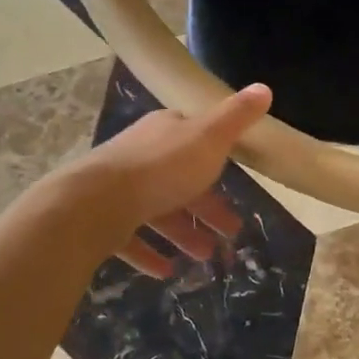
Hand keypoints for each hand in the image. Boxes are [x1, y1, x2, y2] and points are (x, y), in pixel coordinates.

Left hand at [62, 84, 272, 276]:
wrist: (94, 203)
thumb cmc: (161, 168)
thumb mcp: (209, 138)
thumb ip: (237, 117)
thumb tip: (264, 87)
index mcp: (165, 132)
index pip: (194, 138)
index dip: (217, 160)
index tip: (237, 182)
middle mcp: (140, 155)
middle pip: (180, 180)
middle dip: (206, 206)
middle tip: (231, 232)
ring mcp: (118, 188)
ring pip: (158, 210)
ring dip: (183, 233)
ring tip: (206, 257)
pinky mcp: (102, 220)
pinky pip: (131, 238)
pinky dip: (149, 253)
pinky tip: (166, 271)